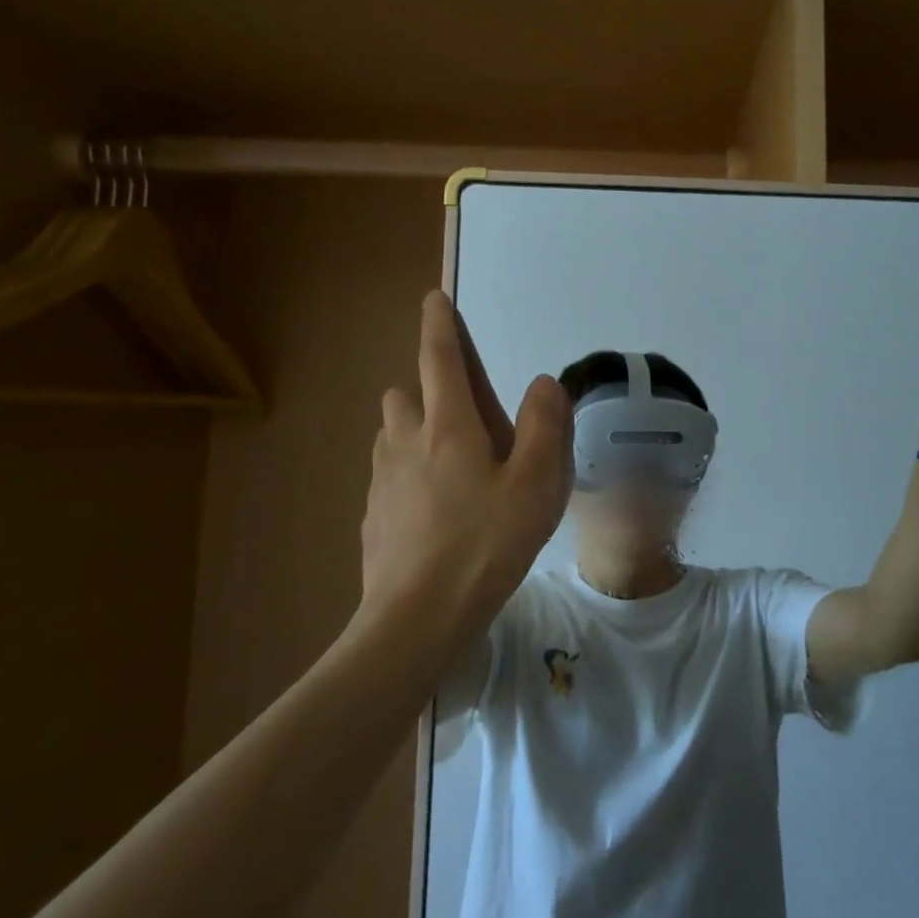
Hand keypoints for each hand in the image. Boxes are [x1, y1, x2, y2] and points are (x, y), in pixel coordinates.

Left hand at [359, 292, 572, 637]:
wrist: (417, 618)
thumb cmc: (487, 543)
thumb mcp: (537, 483)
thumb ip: (546, 425)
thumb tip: (542, 383)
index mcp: (448, 426)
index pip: (440, 358)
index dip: (440, 325)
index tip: (434, 299)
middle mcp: (406, 441)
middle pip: (406, 392)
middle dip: (428, 388)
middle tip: (466, 416)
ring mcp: (382, 480)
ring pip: (393, 434)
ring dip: (416, 430)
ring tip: (453, 464)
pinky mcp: (372, 515)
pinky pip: (389, 475)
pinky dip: (409, 474)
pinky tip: (435, 511)